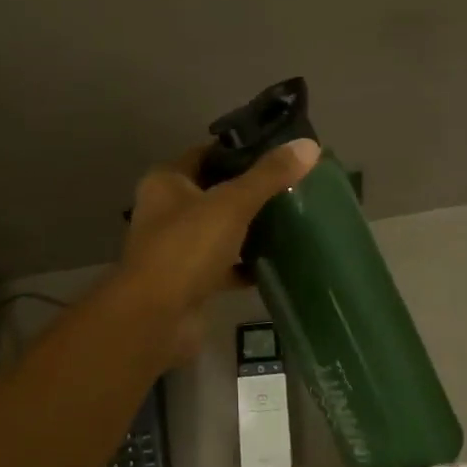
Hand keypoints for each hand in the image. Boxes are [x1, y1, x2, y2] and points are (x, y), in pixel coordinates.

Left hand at [117, 138, 319, 362]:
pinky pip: (223, 265)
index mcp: (167, 182)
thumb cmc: (187, 248)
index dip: (241, 151)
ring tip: (291, 220)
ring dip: (249, 228)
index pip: (207, 154)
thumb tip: (309, 146)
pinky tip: (276, 262)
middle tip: (292, 187)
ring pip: (219, 230)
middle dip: (250, 191)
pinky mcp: (189, 281)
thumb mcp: (232, 204)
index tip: (280, 154)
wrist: (156, 319)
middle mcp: (166, 211)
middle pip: (215, 192)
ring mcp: (176, 248)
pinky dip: (245, 265)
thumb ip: (269, 175)